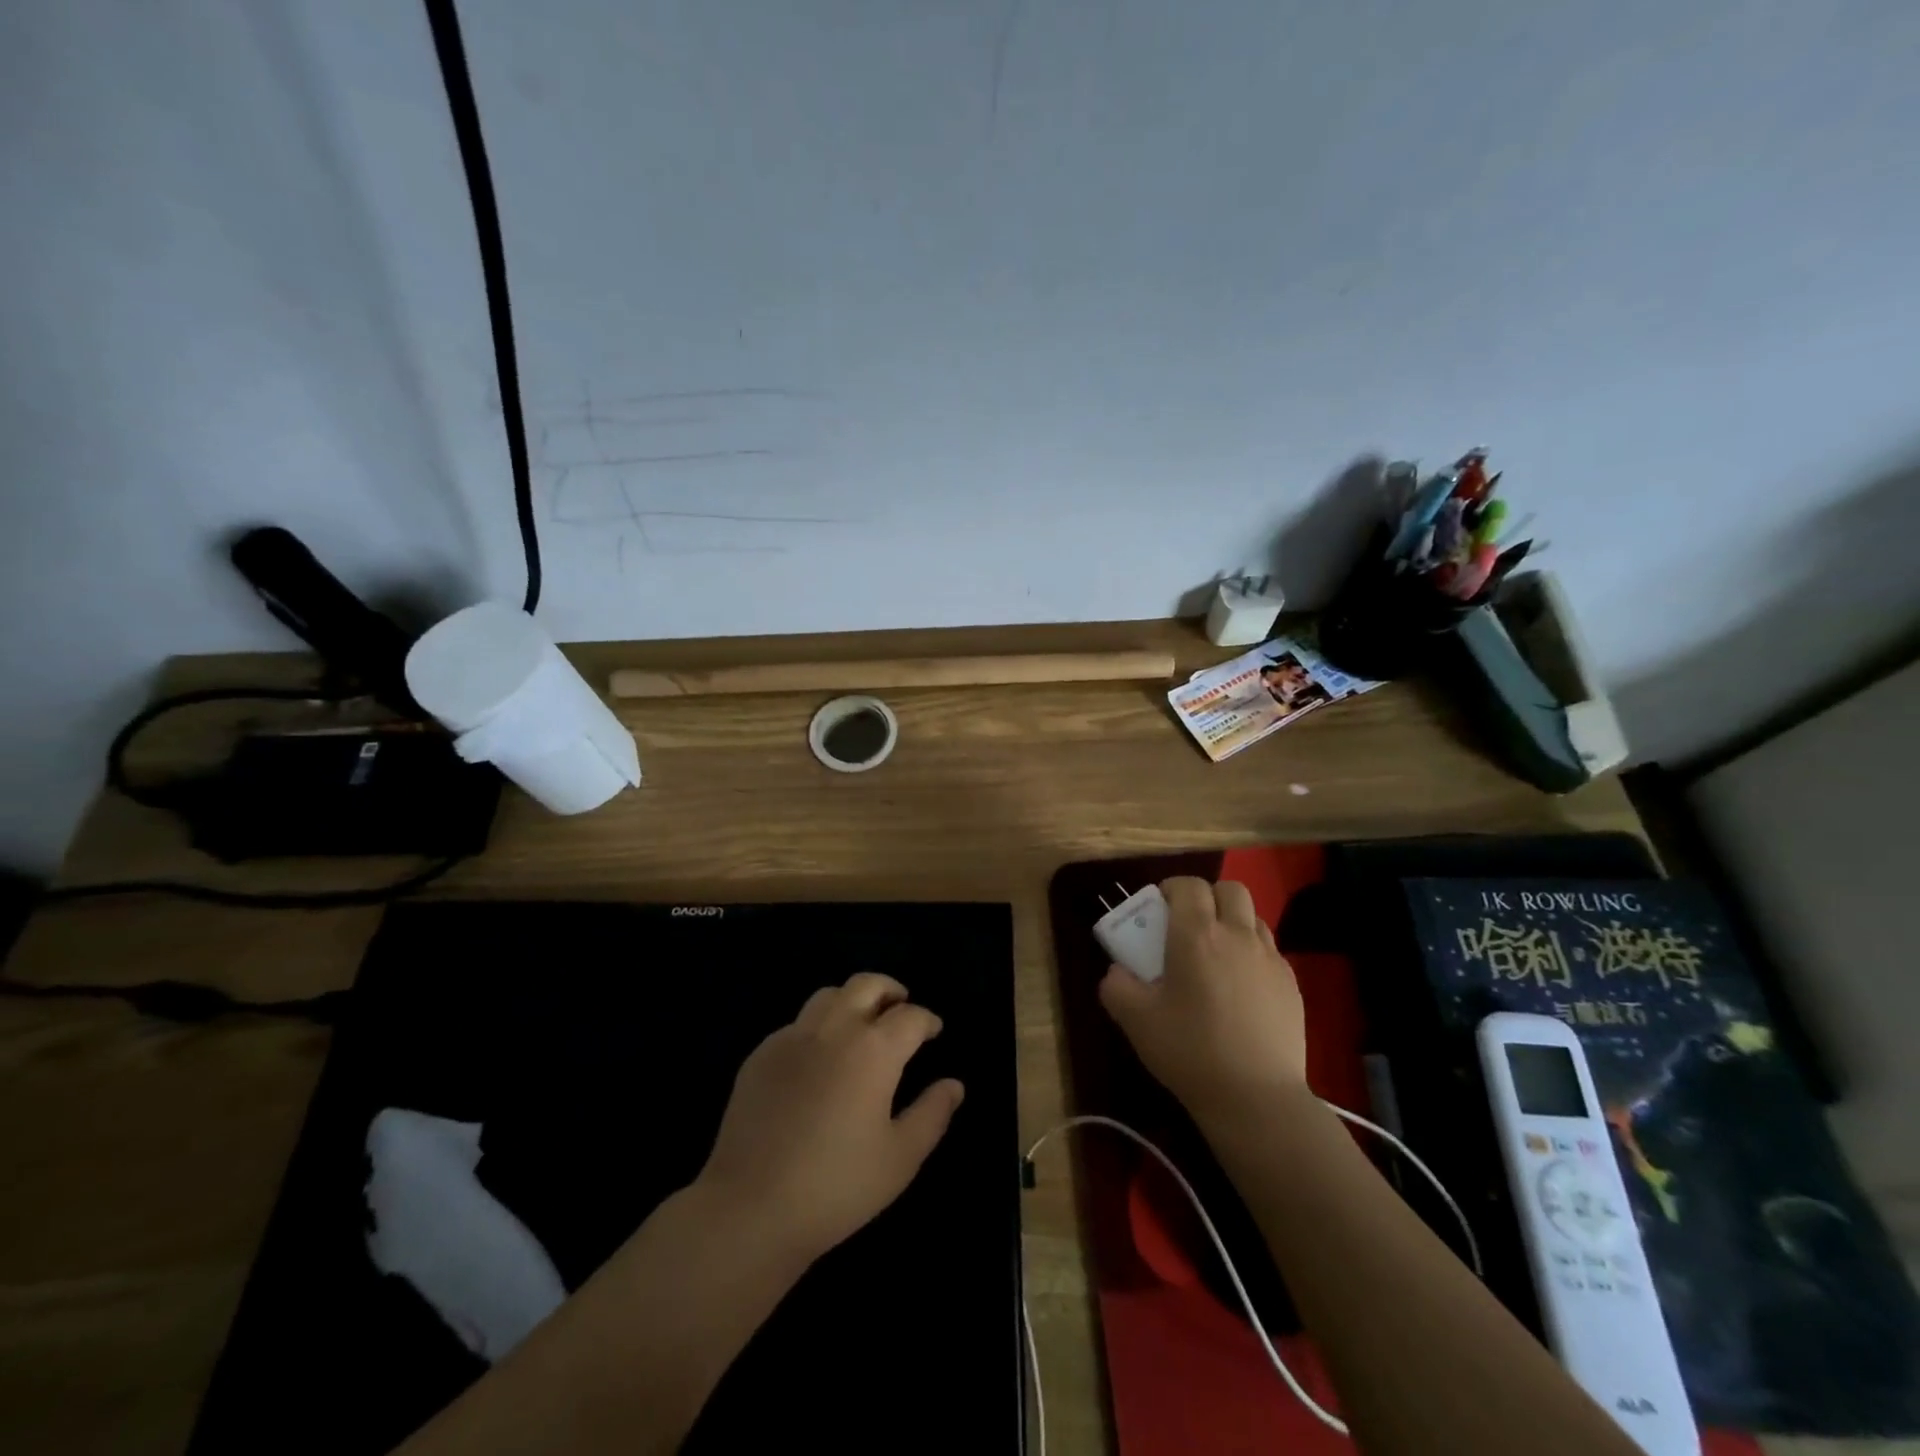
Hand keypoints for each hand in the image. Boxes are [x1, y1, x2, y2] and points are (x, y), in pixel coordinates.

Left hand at [696, 973, 964, 1263]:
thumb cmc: (837, 1186)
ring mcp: (792, 1037)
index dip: (927, 1020)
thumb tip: (954, 1085)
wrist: (751, 1208)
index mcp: (873, 1049)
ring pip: (828, 995)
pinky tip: (819, 1059)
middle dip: (890, 991)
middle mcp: (834, 1029)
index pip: (910, 1016)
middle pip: (867, 985)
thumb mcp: (901, 1158)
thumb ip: (932, 1114)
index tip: (933, 1031)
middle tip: (900, 1009)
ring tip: (861, 1026)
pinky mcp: (761, 1055)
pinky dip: (818, 1027)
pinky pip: (797, 1024)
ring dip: (852, 1001)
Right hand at [1099, 877, 1308, 1129]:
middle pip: (1229, 889)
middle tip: (1188, 926)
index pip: (1188, 886)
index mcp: (1197, 935)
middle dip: (1207, 897)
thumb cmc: (1191, 1051)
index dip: (1171, 889)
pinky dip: (1252, 953)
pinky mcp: (1292, 984)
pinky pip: (1269, 951)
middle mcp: (1238, 935)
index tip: (1158, 910)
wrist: (1257, 1099)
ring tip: (1216, 956)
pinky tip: (1240, 989)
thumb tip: (1118, 970)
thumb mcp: (1135, 1020)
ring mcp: (1270, 959)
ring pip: (1253, 917)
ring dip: (1232, 922)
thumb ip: (1116, 986)